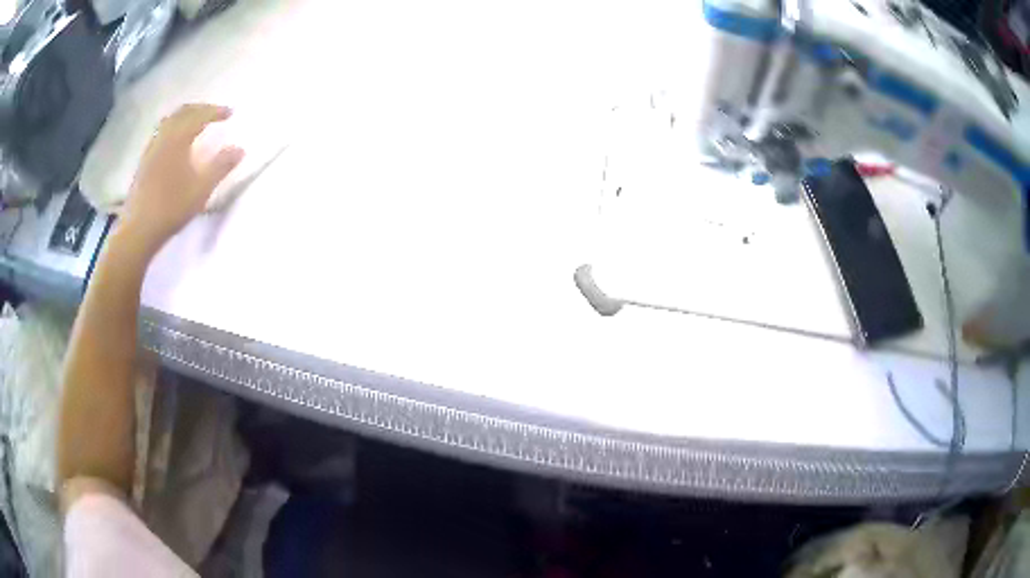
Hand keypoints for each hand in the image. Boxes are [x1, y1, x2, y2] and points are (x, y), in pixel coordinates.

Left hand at [119, 104, 244, 251]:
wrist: (138, 230)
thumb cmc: (171, 208)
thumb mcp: (201, 189)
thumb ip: (221, 166)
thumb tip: (241, 148)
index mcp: (178, 139)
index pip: (200, 116)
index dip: (216, 111)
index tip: (231, 113)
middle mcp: (163, 137)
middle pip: (182, 112)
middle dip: (200, 109)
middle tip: (214, 113)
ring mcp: (151, 149)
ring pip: (169, 121)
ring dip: (185, 117)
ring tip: (195, 124)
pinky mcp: (144, 162)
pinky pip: (161, 134)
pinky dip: (173, 129)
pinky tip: (175, 143)